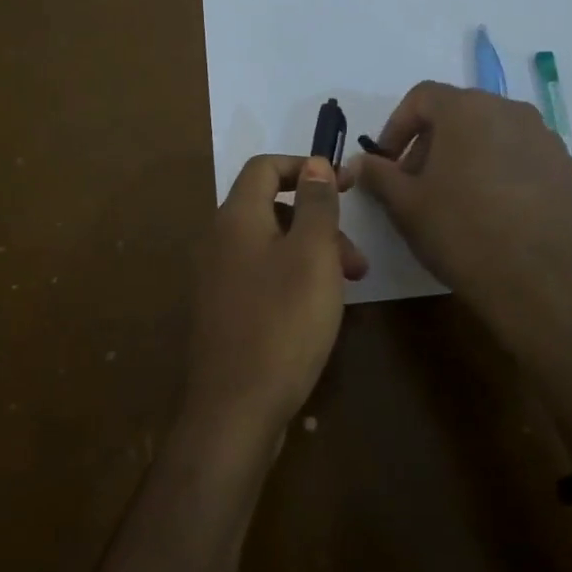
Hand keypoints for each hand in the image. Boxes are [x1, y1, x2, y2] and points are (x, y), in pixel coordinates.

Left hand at [183, 154, 367, 445]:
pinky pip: (260, 277)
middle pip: (271, 209)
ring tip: (347, 288)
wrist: (235, 408)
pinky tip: (316, 312)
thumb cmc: (283, 322)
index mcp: (236, 219)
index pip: (265, 167)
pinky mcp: (221, 313)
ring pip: (270, 247)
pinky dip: (292, 280)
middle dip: (319, 223)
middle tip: (356, 260)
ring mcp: (215, 280)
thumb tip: (314, 163)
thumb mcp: (312, 255)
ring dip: (311, 255)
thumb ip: (316, 205)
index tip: (345, 185)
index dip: (306, 167)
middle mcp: (218, 242)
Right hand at [352, 82, 571, 360]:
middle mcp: (513, 112)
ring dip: (474, 157)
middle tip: (419, 184)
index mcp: (468, 111)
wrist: (542, 285)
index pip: (422, 96)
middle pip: (463, 113)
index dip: (397, 126)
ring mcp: (551, 141)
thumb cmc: (462, 234)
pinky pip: (530, 162)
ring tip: (462, 201)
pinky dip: (509, 176)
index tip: (388, 162)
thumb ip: (379, 175)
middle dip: (435, 142)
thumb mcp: (406, 207)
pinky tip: (502, 216)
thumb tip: (362, 162)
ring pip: (500, 136)